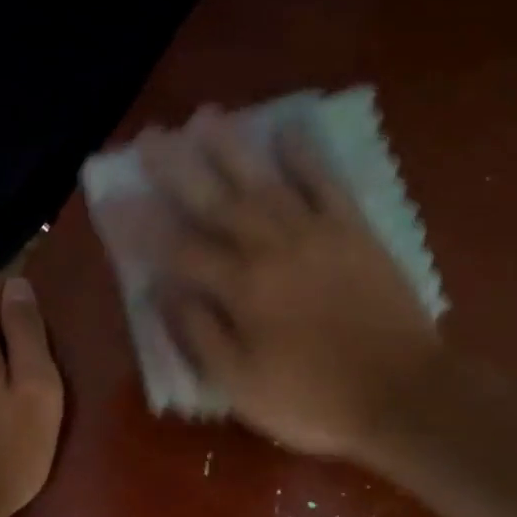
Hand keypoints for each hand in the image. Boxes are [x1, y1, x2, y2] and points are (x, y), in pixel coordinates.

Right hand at [143, 108, 437, 458]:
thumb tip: (165, 292)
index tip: (112, 198)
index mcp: (241, 289)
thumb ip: (199, 335)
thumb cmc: (313, 400)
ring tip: (206, 116)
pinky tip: (288, 128)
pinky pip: (327, 182)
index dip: (142, 226)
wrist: (403, 395)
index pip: (178, 249)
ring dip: (232, 147)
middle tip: (151, 136)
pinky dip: (306, 154)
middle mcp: (272, 248)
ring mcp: (317, 234)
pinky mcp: (355, 232)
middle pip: (216, 201)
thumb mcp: (240, 385)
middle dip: (178, 168)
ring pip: (265, 180)